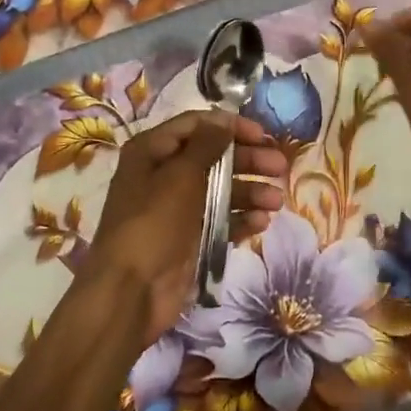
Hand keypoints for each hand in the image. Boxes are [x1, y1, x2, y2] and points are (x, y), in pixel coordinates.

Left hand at [82, 110, 286, 345]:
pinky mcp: (191, 237)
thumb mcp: (180, 175)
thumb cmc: (153, 222)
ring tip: (276, 201)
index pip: (196, 125)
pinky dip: (241, 219)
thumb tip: (223, 120)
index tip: (262, 135)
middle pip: (214, 157)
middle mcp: (165, 174)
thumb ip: (206, 145)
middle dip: (248, 160)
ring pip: (221, 190)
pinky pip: (221, 220)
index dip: (230, 127)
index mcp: (152, 151)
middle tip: (280, 167)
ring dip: (250, 192)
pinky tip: (261, 222)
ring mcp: (179, 208)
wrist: (131, 291)